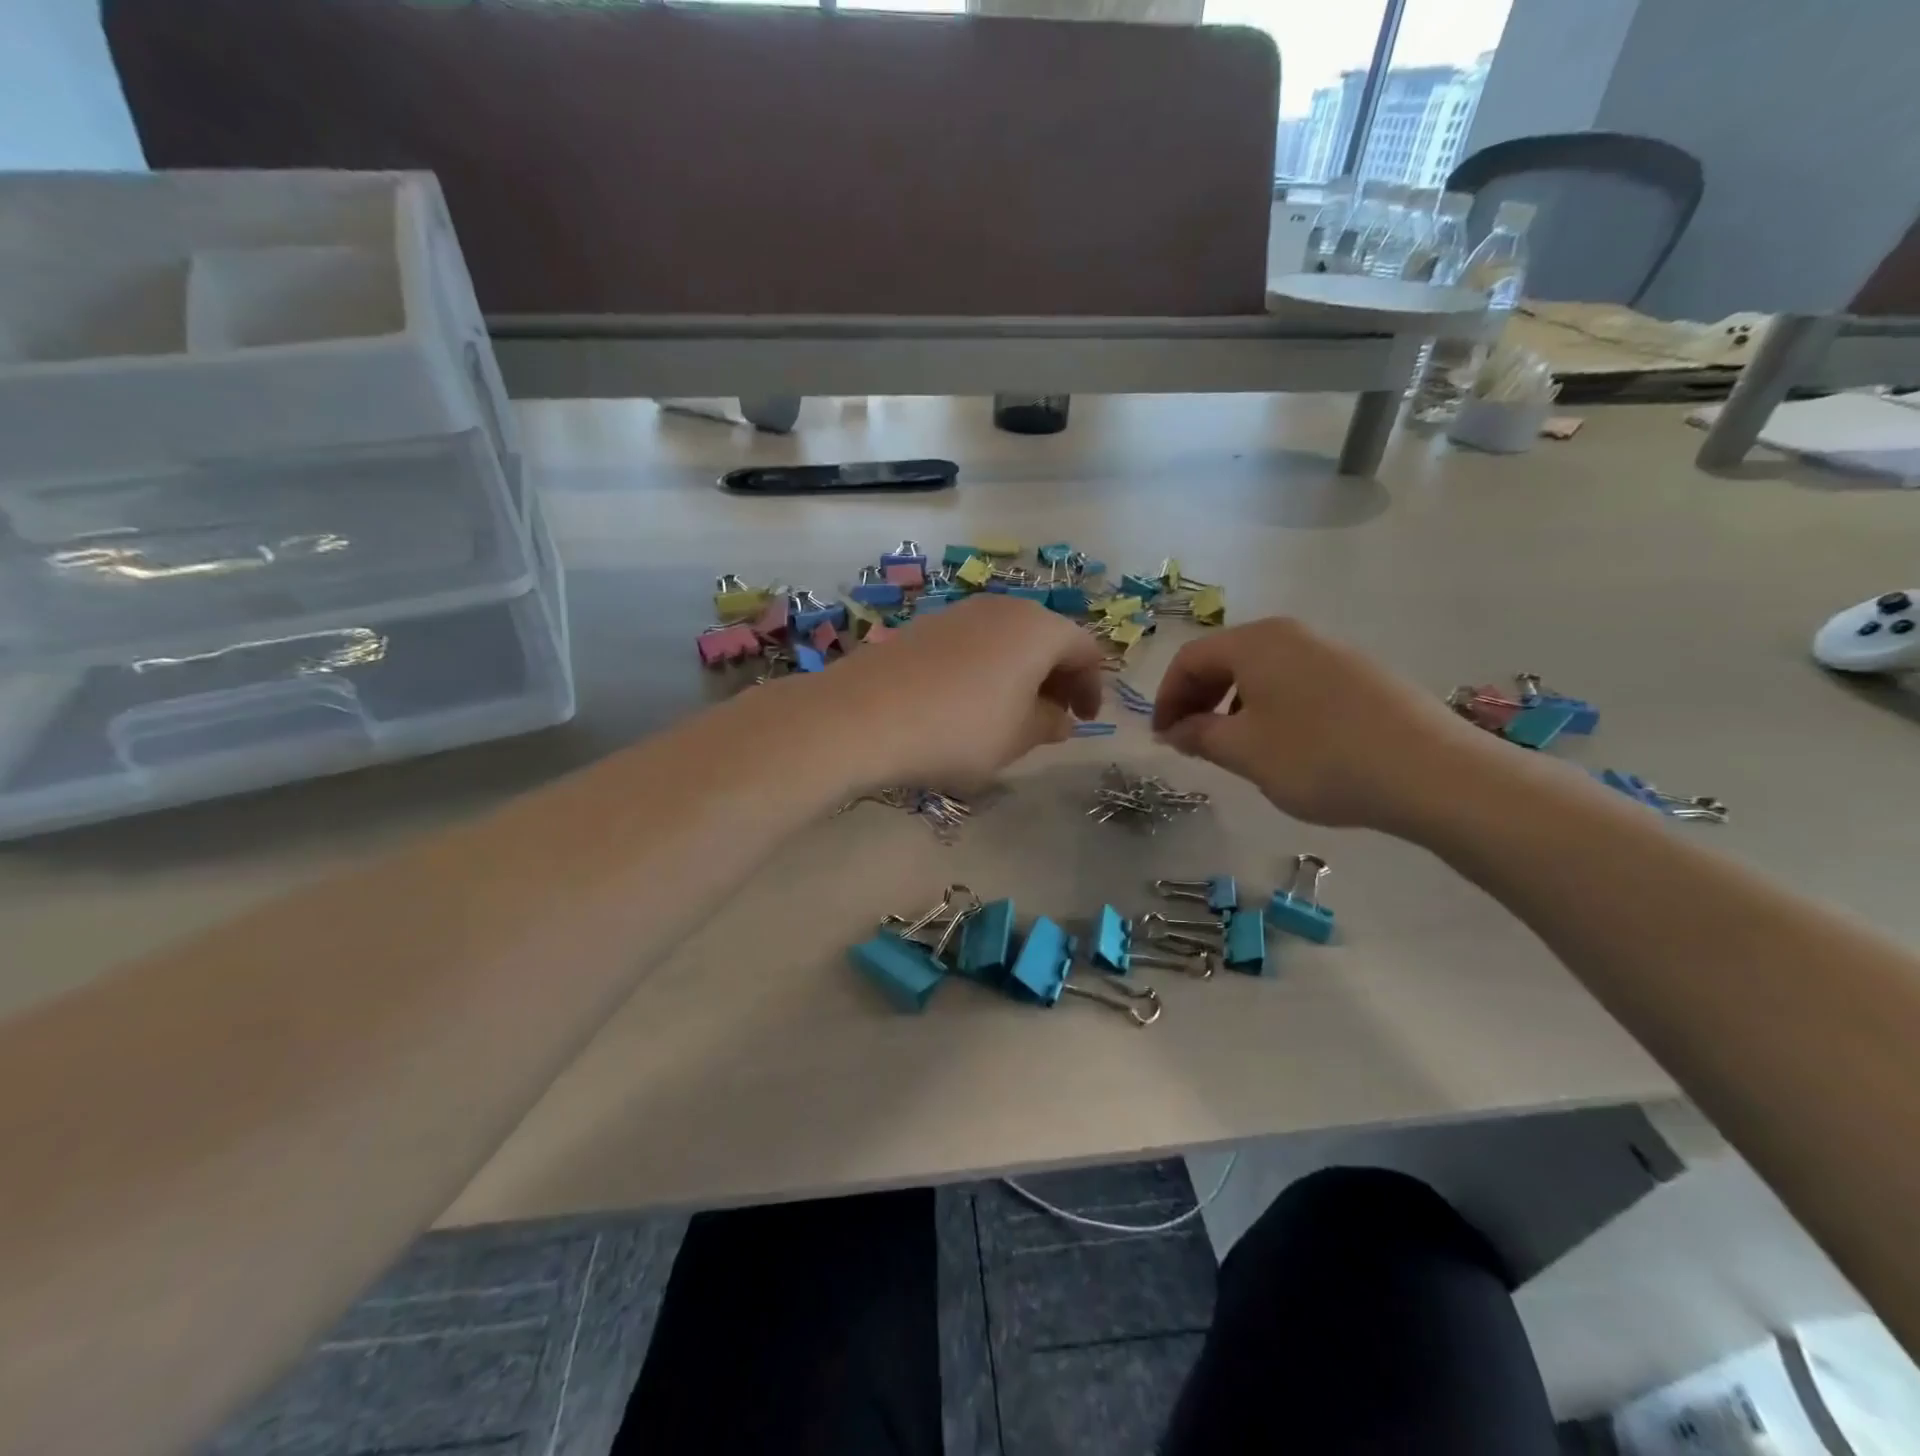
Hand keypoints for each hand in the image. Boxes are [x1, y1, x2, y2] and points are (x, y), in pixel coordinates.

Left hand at [804, 594, 1105, 786]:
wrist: (863, 715)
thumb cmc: (959, 729)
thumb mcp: (1017, 738)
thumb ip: (1050, 724)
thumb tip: (1061, 718)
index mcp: (1038, 629)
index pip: (1085, 649)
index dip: (1093, 686)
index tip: (1085, 721)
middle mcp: (1003, 608)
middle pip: (1046, 637)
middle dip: (1058, 677)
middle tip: (1053, 717)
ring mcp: (960, 612)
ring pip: (1008, 639)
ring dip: (1021, 673)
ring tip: (1011, 713)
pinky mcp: (926, 625)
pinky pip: (974, 643)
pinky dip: (987, 668)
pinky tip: (968, 701)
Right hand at [1152, 617, 1492, 831]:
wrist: (1431, 773)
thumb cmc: (1319, 757)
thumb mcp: (1245, 752)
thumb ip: (1199, 735)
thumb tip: (1174, 730)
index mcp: (1257, 642)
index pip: (1190, 658)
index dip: (1166, 697)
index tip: (1162, 738)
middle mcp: (1293, 634)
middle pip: (1225, 658)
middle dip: (1198, 699)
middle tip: (1189, 741)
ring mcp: (1331, 651)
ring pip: (1261, 671)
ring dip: (1233, 704)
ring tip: (1234, 747)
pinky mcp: (1360, 674)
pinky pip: (1295, 682)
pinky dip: (1269, 706)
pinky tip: (1283, 744)